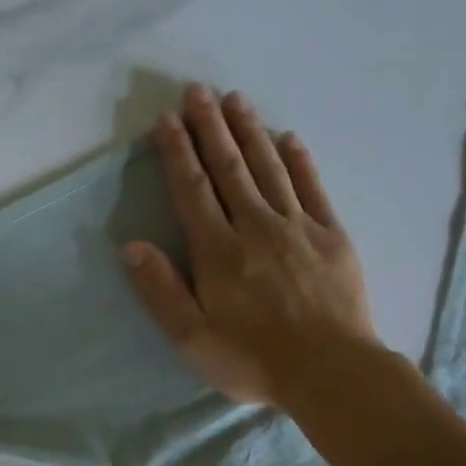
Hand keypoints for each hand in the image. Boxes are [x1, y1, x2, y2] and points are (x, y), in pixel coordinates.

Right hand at [123, 85, 377, 409]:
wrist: (334, 374)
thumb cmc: (253, 359)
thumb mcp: (192, 338)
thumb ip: (160, 290)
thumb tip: (131, 245)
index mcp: (218, 251)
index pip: (192, 189)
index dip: (178, 152)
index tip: (166, 119)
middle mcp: (255, 227)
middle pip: (229, 168)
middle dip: (211, 127)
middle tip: (198, 91)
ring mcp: (298, 227)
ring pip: (268, 168)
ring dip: (250, 131)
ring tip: (236, 99)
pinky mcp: (332, 236)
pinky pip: (313, 188)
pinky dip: (300, 160)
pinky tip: (290, 137)